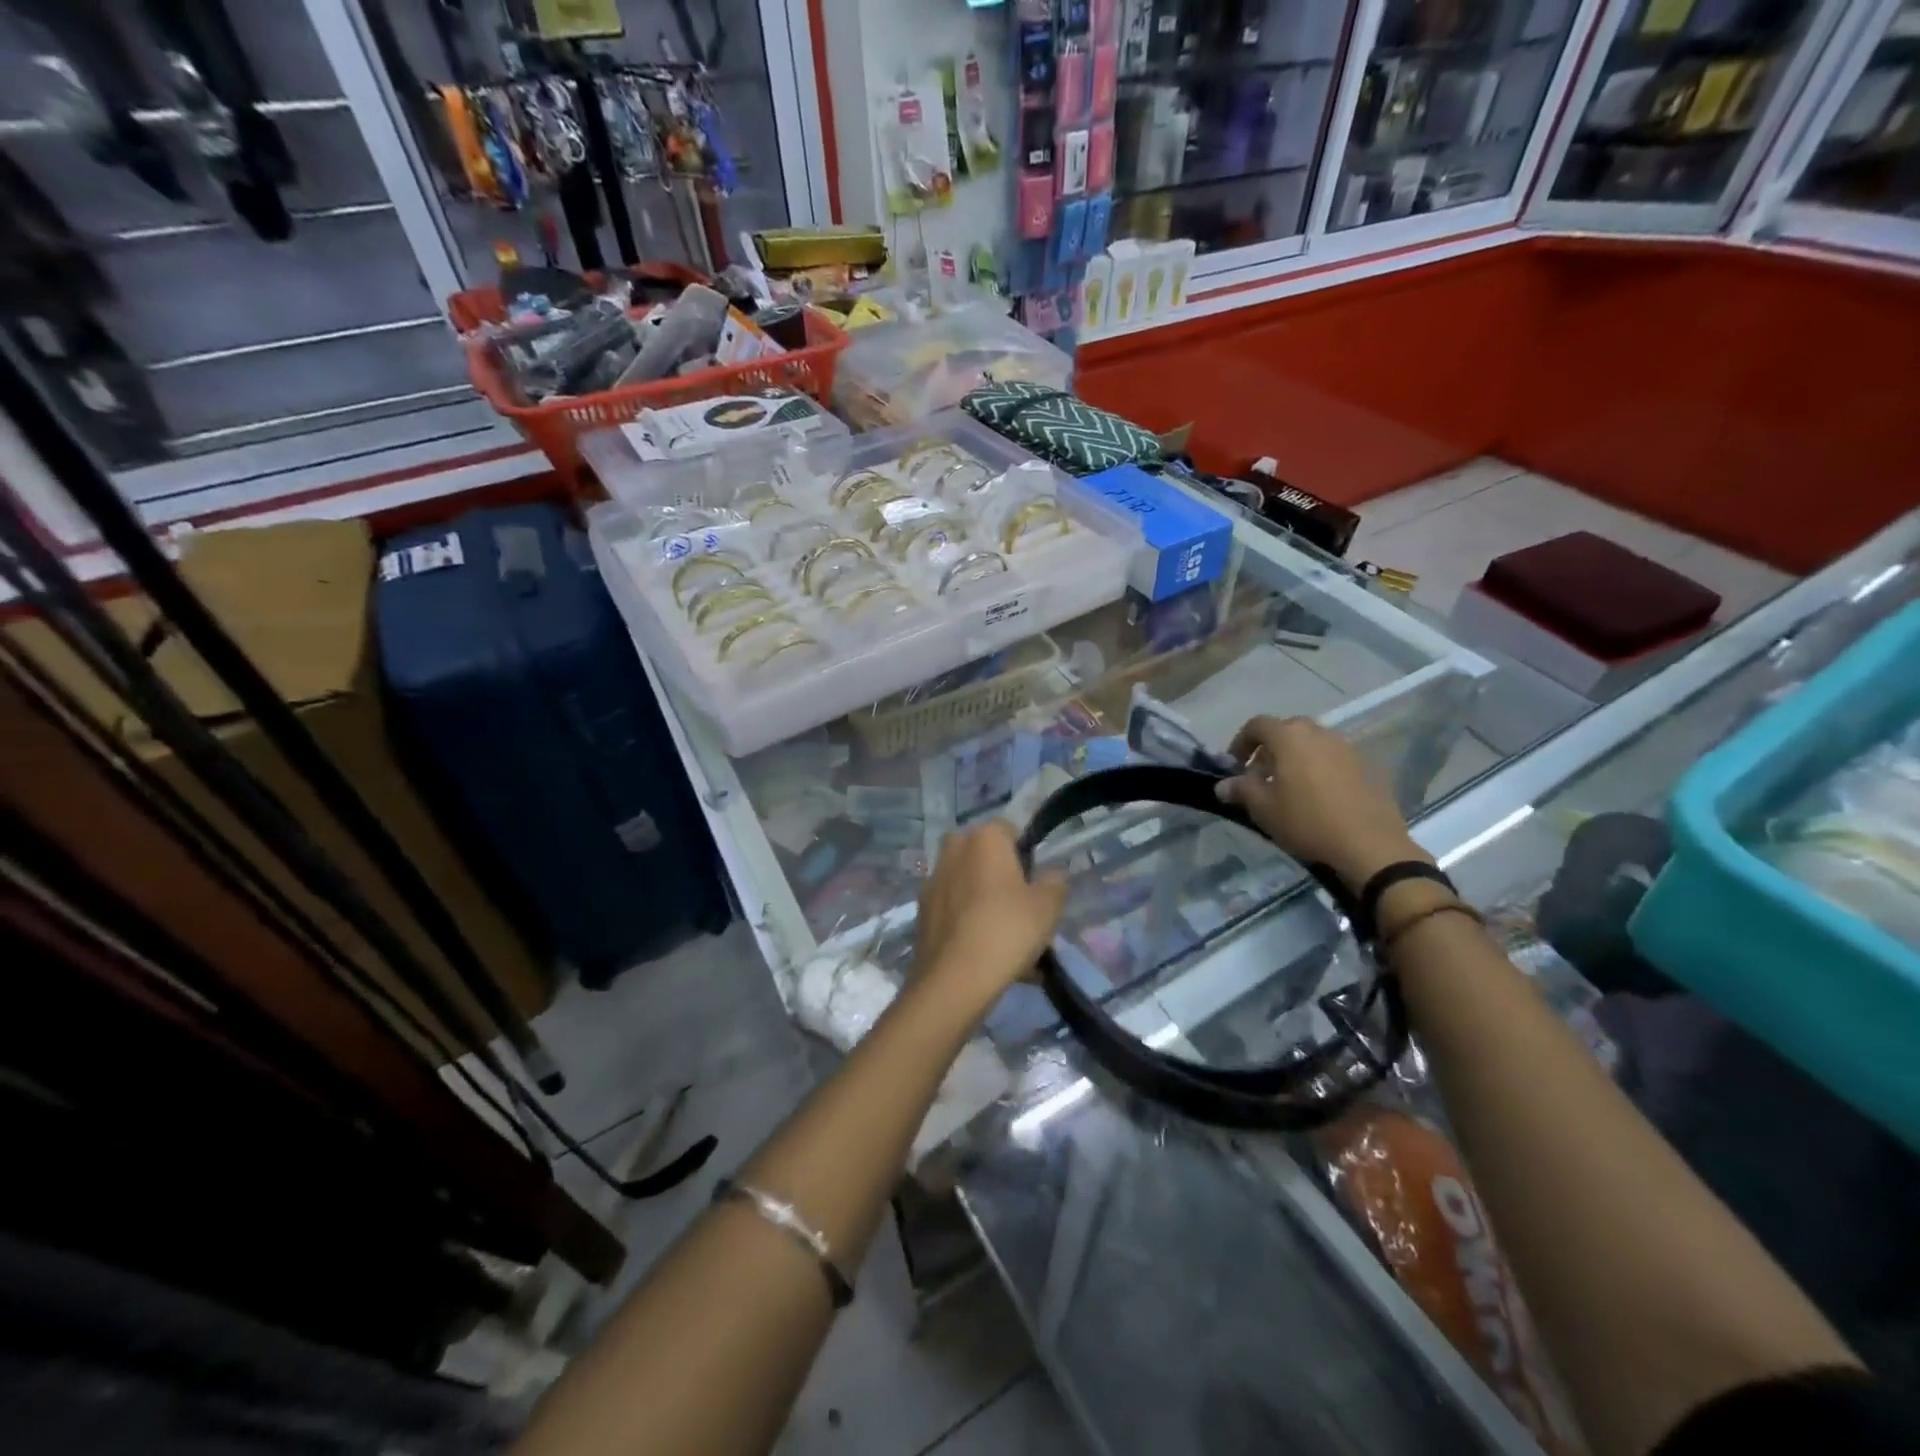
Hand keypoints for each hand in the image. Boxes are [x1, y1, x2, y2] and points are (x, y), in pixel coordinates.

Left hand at [914, 821, 1068, 1011]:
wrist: (954, 979)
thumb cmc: (1007, 929)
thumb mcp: (1048, 906)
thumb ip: (1055, 882)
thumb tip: (1053, 874)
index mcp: (983, 838)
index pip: (1010, 830)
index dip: (1027, 854)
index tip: (1037, 884)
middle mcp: (954, 850)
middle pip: (986, 859)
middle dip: (1004, 879)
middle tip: (1024, 911)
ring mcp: (933, 881)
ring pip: (971, 888)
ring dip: (988, 906)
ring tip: (1012, 946)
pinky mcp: (922, 913)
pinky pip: (956, 912)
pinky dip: (971, 926)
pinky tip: (990, 958)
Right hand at [1215, 716, 1429, 892]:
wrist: (1370, 846)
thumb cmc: (1307, 821)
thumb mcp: (1263, 809)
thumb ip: (1241, 790)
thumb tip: (1223, 785)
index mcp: (1290, 737)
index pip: (1258, 724)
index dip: (1240, 742)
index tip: (1234, 766)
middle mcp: (1319, 733)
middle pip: (1287, 730)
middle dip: (1269, 749)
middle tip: (1261, 777)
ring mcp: (1347, 748)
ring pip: (1312, 744)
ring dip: (1295, 758)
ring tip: (1289, 789)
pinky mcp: (1367, 767)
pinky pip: (1333, 759)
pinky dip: (1319, 769)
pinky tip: (1318, 798)